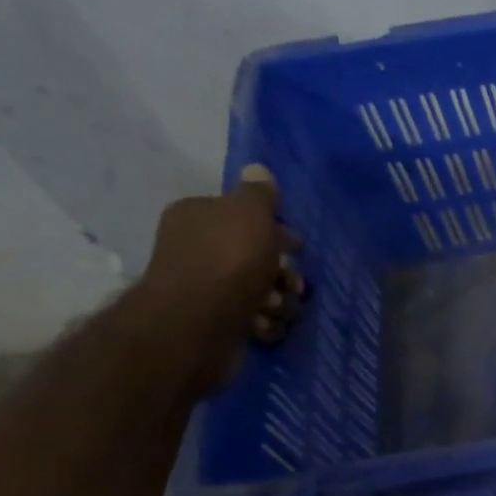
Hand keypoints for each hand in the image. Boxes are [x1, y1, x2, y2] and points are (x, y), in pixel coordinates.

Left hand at [131, 164, 303, 392]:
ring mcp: (207, 288)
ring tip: (276, 307)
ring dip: (279, 301)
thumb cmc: (229, 260)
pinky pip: (254, 320)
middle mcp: (199, 249)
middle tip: (292, 284)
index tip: (296, 247)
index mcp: (200, 217)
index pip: (245, 217)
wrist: (199, 321)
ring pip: (261, 292)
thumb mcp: (250, 214)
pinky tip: (263, 325)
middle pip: (258, 257)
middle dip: (283, 273)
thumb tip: (258, 170)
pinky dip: (264, 323)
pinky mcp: (217, 323)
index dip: (276, 231)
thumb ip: (259, 194)